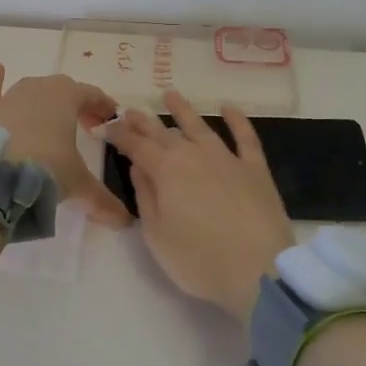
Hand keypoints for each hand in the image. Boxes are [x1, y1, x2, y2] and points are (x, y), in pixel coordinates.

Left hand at [0, 63, 128, 225]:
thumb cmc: (44, 169)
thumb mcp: (77, 184)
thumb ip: (101, 200)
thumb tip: (124, 222)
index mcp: (66, 97)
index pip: (91, 95)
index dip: (103, 107)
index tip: (110, 120)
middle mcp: (38, 88)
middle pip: (63, 90)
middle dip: (76, 105)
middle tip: (85, 126)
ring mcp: (8, 97)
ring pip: (31, 89)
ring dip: (43, 99)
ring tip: (50, 118)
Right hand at [101, 91, 294, 321]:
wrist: (258, 270)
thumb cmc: (198, 259)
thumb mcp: (157, 234)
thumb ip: (145, 196)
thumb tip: (138, 166)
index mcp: (166, 171)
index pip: (136, 146)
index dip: (120, 135)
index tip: (107, 127)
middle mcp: (194, 155)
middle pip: (164, 133)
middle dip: (144, 121)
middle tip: (129, 110)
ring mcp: (227, 158)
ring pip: (200, 126)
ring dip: (183, 110)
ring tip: (170, 95)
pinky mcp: (255, 168)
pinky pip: (245, 136)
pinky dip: (236, 119)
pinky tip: (227, 108)